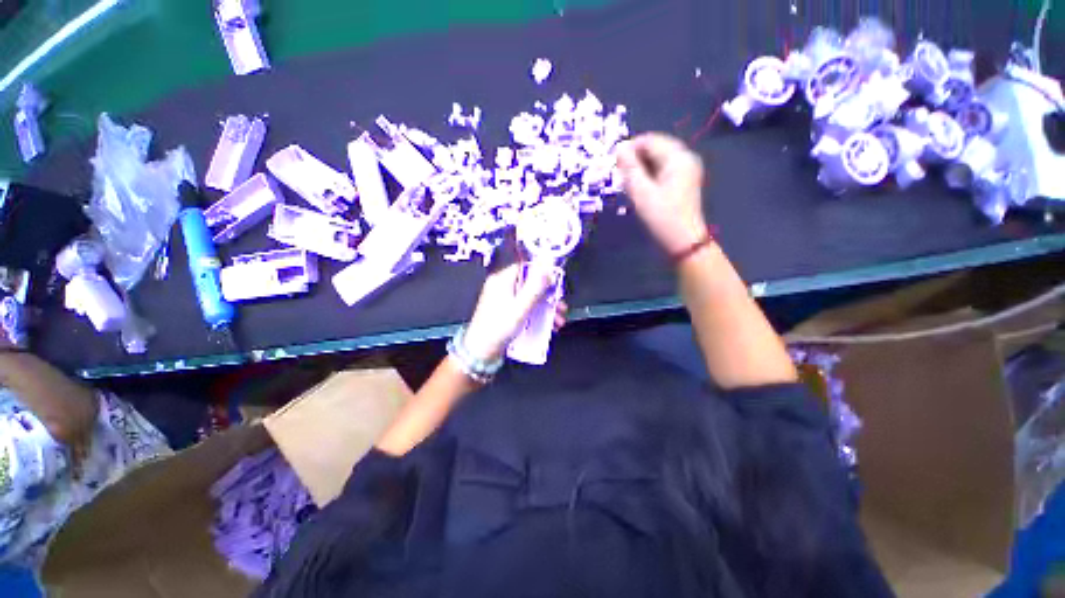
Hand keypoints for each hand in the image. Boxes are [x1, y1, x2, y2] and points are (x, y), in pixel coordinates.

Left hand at [463, 263, 561, 362]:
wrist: (481, 352)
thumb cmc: (498, 328)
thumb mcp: (521, 307)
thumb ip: (535, 286)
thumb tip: (546, 265)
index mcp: (502, 280)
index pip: (526, 267)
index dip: (543, 273)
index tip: (555, 283)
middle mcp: (502, 287)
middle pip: (531, 284)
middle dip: (548, 296)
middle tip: (560, 306)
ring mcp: (504, 300)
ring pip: (530, 298)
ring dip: (546, 308)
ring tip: (558, 320)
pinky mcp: (506, 313)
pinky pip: (525, 308)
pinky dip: (537, 315)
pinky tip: (548, 325)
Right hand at [617, 133, 708, 255]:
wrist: (683, 242)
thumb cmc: (661, 217)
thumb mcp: (641, 192)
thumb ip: (630, 168)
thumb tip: (619, 147)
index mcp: (678, 157)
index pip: (650, 140)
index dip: (630, 149)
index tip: (614, 165)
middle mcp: (685, 158)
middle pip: (654, 149)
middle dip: (635, 160)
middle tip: (621, 178)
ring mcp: (686, 171)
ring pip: (657, 161)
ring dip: (640, 170)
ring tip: (628, 186)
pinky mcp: (683, 183)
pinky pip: (662, 171)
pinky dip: (648, 177)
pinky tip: (640, 190)